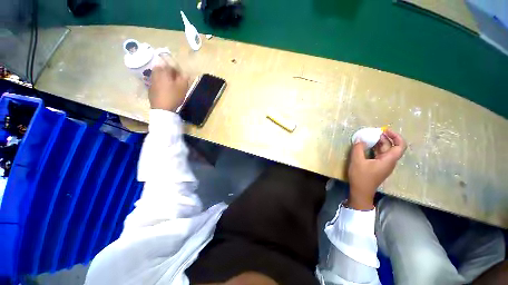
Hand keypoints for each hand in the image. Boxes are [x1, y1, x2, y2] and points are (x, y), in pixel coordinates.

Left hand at [148, 55, 188, 111]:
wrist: (162, 109)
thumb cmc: (174, 96)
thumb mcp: (183, 87)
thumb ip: (184, 78)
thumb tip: (185, 73)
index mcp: (163, 72)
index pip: (169, 66)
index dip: (176, 70)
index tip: (181, 75)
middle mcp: (155, 75)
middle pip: (160, 68)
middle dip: (167, 71)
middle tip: (174, 78)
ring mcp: (151, 82)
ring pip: (157, 75)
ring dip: (163, 77)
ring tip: (170, 84)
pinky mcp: (150, 89)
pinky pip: (155, 82)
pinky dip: (160, 83)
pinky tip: (165, 90)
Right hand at [347, 129, 406, 209]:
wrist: (361, 191)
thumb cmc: (361, 176)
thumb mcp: (357, 161)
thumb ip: (358, 148)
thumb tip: (360, 139)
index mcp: (388, 160)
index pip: (400, 146)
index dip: (395, 136)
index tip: (384, 130)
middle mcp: (389, 161)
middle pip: (391, 147)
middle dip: (384, 138)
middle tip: (373, 132)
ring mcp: (383, 164)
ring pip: (385, 150)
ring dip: (378, 143)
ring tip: (368, 137)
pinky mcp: (378, 166)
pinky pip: (379, 154)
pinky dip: (374, 148)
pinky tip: (366, 146)